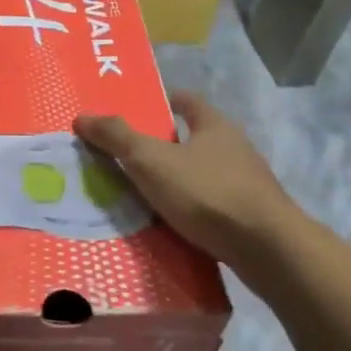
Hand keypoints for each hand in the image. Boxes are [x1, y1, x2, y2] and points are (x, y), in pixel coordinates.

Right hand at [74, 92, 299, 269]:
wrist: (267, 249)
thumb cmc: (207, 193)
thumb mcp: (152, 161)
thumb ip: (117, 138)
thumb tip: (83, 116)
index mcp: (215, 126)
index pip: (188, 102)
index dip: (165, 101)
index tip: (142, 109)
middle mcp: (236, 149)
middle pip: (196, 138)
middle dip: (166, 145)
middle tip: (130, 155)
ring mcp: (247, 184)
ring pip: (204, 174)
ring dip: (179, 180)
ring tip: (144, 193)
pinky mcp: (251, 218)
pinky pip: (212, 206)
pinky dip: (192, 210)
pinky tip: (172, 224)